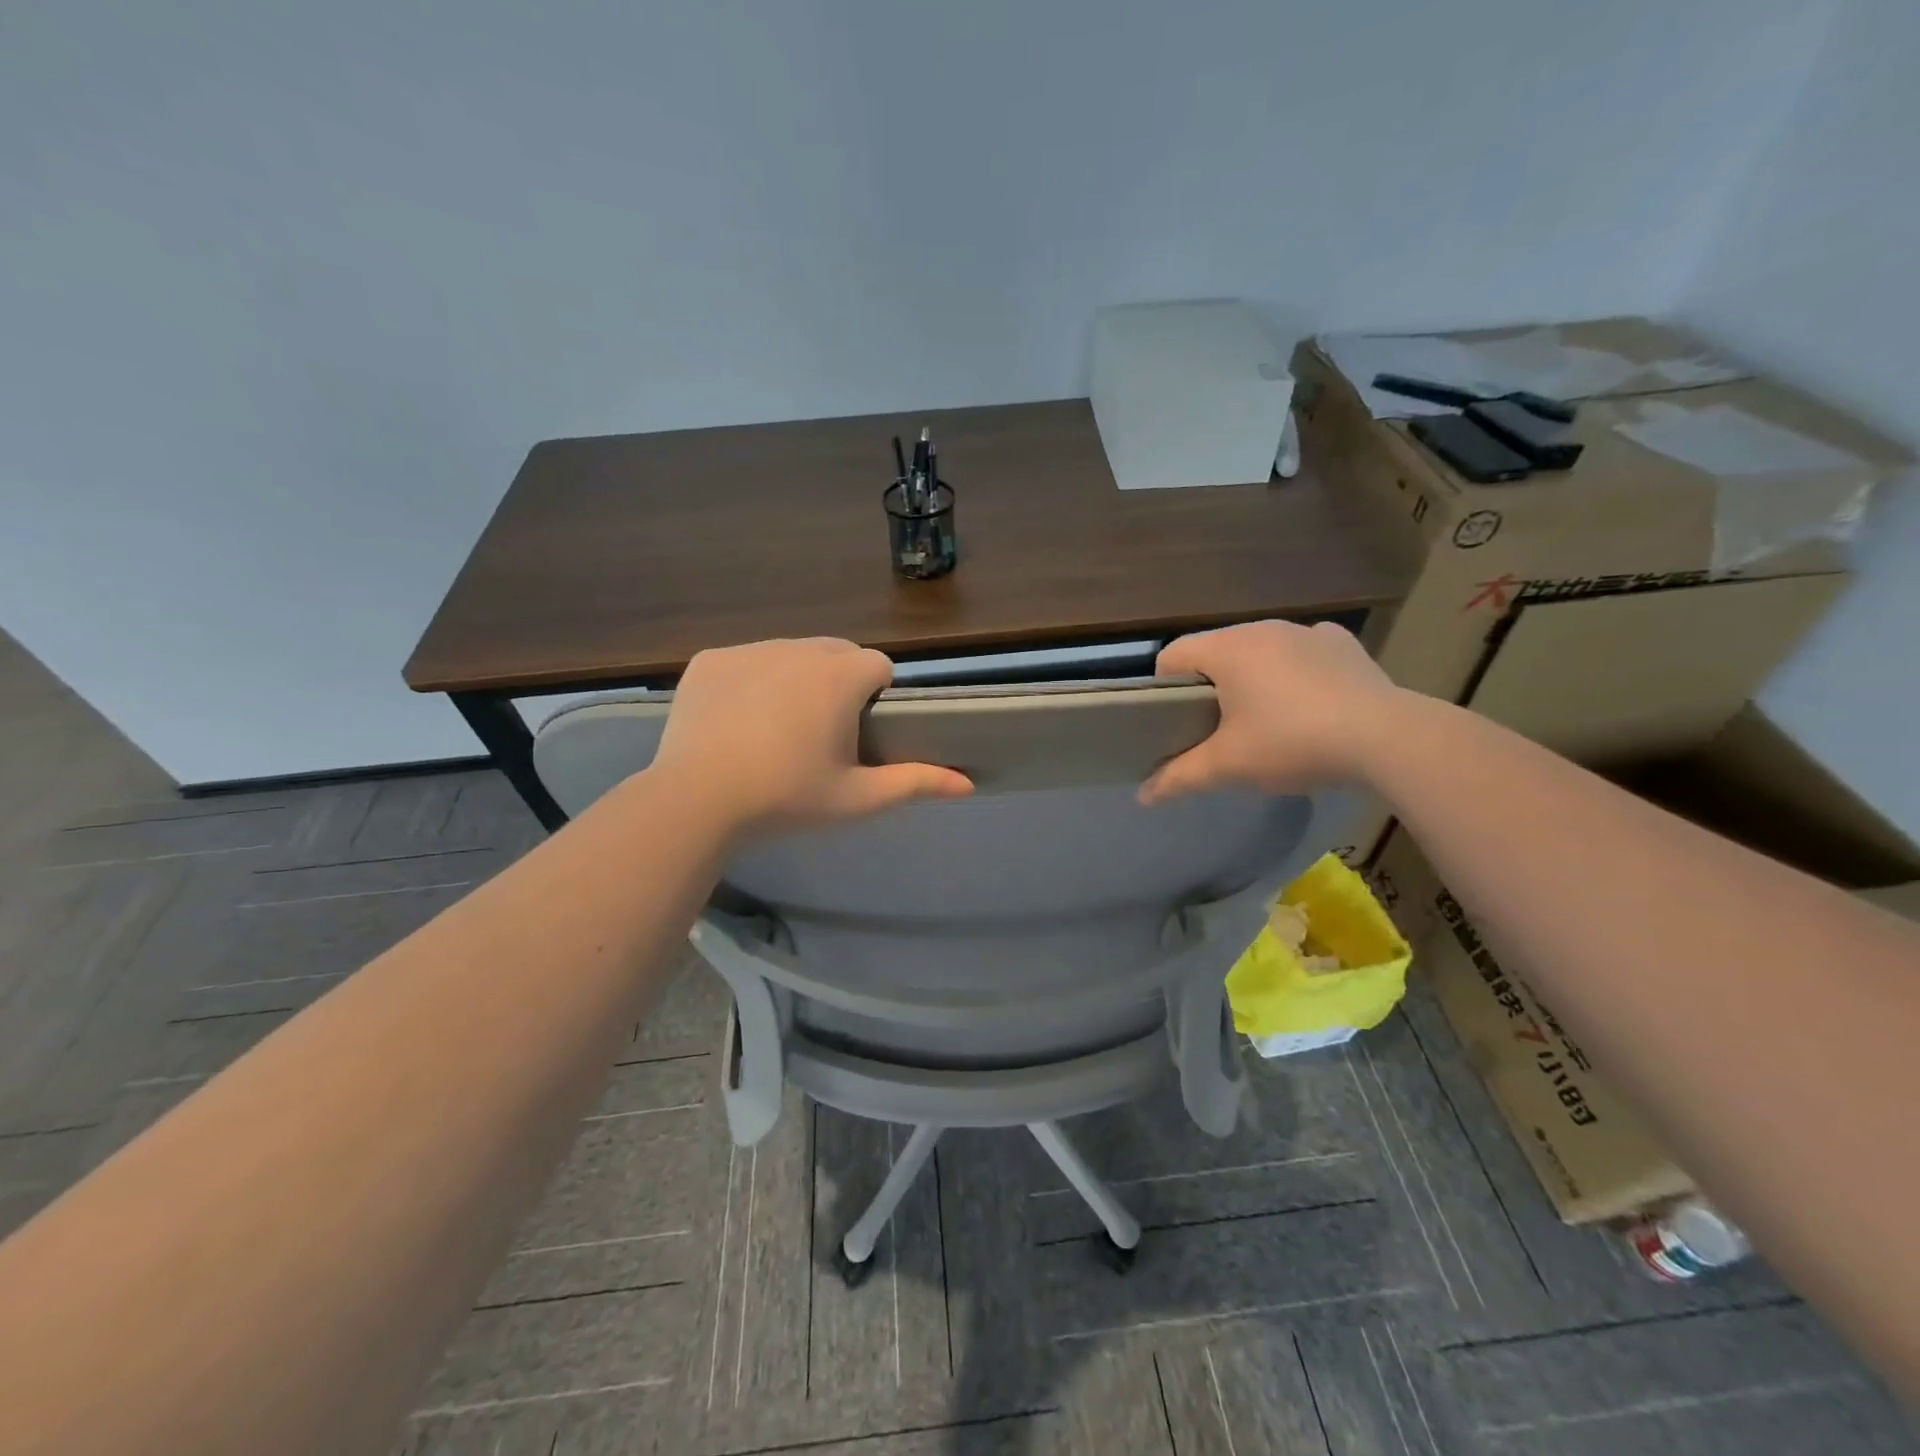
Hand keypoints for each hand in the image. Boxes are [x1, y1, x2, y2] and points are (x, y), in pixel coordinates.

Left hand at [650, 638, 971, 836]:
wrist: (695, 800)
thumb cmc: (786, 798)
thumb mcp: (857, 797)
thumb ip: (915, 783)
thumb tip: (968, 783)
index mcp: (840, 676)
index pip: (879, 666)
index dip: (876, 697)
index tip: (858, 733)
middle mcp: (798, 648)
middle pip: (837, 653)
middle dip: (839, 682)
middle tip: (820, 734)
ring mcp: (749, 650)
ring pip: (791, 653)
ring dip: (796, 678)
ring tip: (776, 728)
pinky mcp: (710, 659)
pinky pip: (747, 660)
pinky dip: (751, 681)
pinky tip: (737, 721)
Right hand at [1139, 621, 1404, 802]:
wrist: (1387, 739)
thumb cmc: (1292, 743)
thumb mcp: (1228, 766)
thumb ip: (1180, 778)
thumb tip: (1142, 796)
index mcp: (1227, 649)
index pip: (1173, 654)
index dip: (1163, 687)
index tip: (1174, 721)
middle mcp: (1263, 628)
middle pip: (1216, 651)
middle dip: (1209, 684)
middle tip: (1215, 728)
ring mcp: (1307, 631)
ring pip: (1260, 650)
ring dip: (1252, 676)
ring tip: (1265, 719)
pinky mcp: (1343, 644)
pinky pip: (1303, 652)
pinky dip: (1296, 671)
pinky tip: (1310, 703)